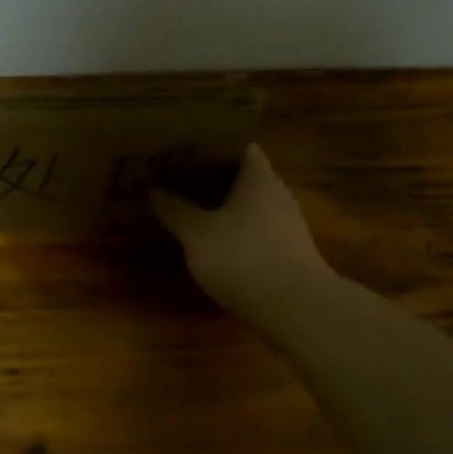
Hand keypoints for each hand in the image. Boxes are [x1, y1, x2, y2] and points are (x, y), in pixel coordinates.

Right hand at [150, 144, 334, 318]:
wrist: (298, 310)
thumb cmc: (244, 258)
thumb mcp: (197, 234)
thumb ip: (175, 209)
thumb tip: (154, 189)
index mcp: (258, 177)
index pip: (237, 145)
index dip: (210, 144)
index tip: (182, 148)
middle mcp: (276, 194)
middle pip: (242, 175)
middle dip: (210, 177)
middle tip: (174, 178)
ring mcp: (286, 225)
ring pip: (248, 205)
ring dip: (222, 207)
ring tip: (187, 209)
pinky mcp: (289, 254)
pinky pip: (255, 231)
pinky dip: (234, 233)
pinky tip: (212, 245)